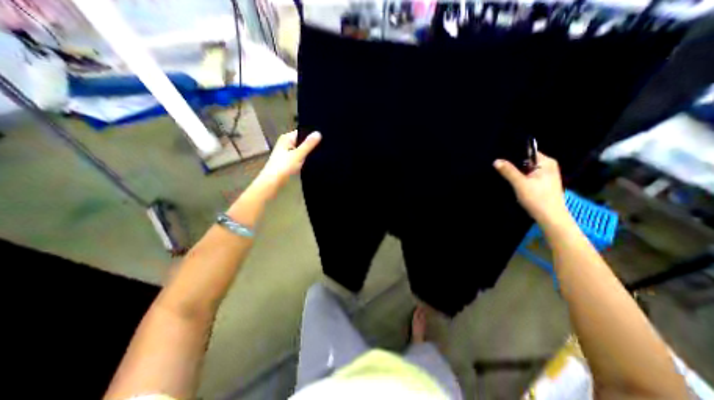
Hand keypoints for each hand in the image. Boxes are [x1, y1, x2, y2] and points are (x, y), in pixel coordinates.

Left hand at [253, 129, 320, 195]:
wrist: (273, 182)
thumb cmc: (284, 167)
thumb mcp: (298, 154)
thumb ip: (308, 144)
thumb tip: (319, 132)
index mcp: (286, 138)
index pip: (302, 132)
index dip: (312, 134)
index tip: (324, 137)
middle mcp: (286, 143)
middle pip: (302, 141)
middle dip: (311, 144)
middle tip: (326, 146)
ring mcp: (287, 152)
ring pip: (301, 149)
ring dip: (309, 152)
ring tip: (322, 153)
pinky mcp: (288, 161)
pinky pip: (300, 156)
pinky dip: (305, 158)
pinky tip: (313, 160)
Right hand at [497, 151, 569, 224]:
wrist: (550, 217)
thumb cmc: (537, 198)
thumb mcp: (520, 184)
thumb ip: (508, 171)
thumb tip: (496, 160)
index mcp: (546, 162)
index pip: (527, 151)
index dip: (512, 154)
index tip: (499, 157)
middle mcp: (547, 166)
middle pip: (525, 160)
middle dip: (512, 164)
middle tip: (498, 166)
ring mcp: (545, 175)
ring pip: (525, 169)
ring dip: (514, 172)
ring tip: (501, 173)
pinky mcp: (541, 183)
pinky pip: (526, 176)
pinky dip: (519, 178)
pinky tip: (510, 181)